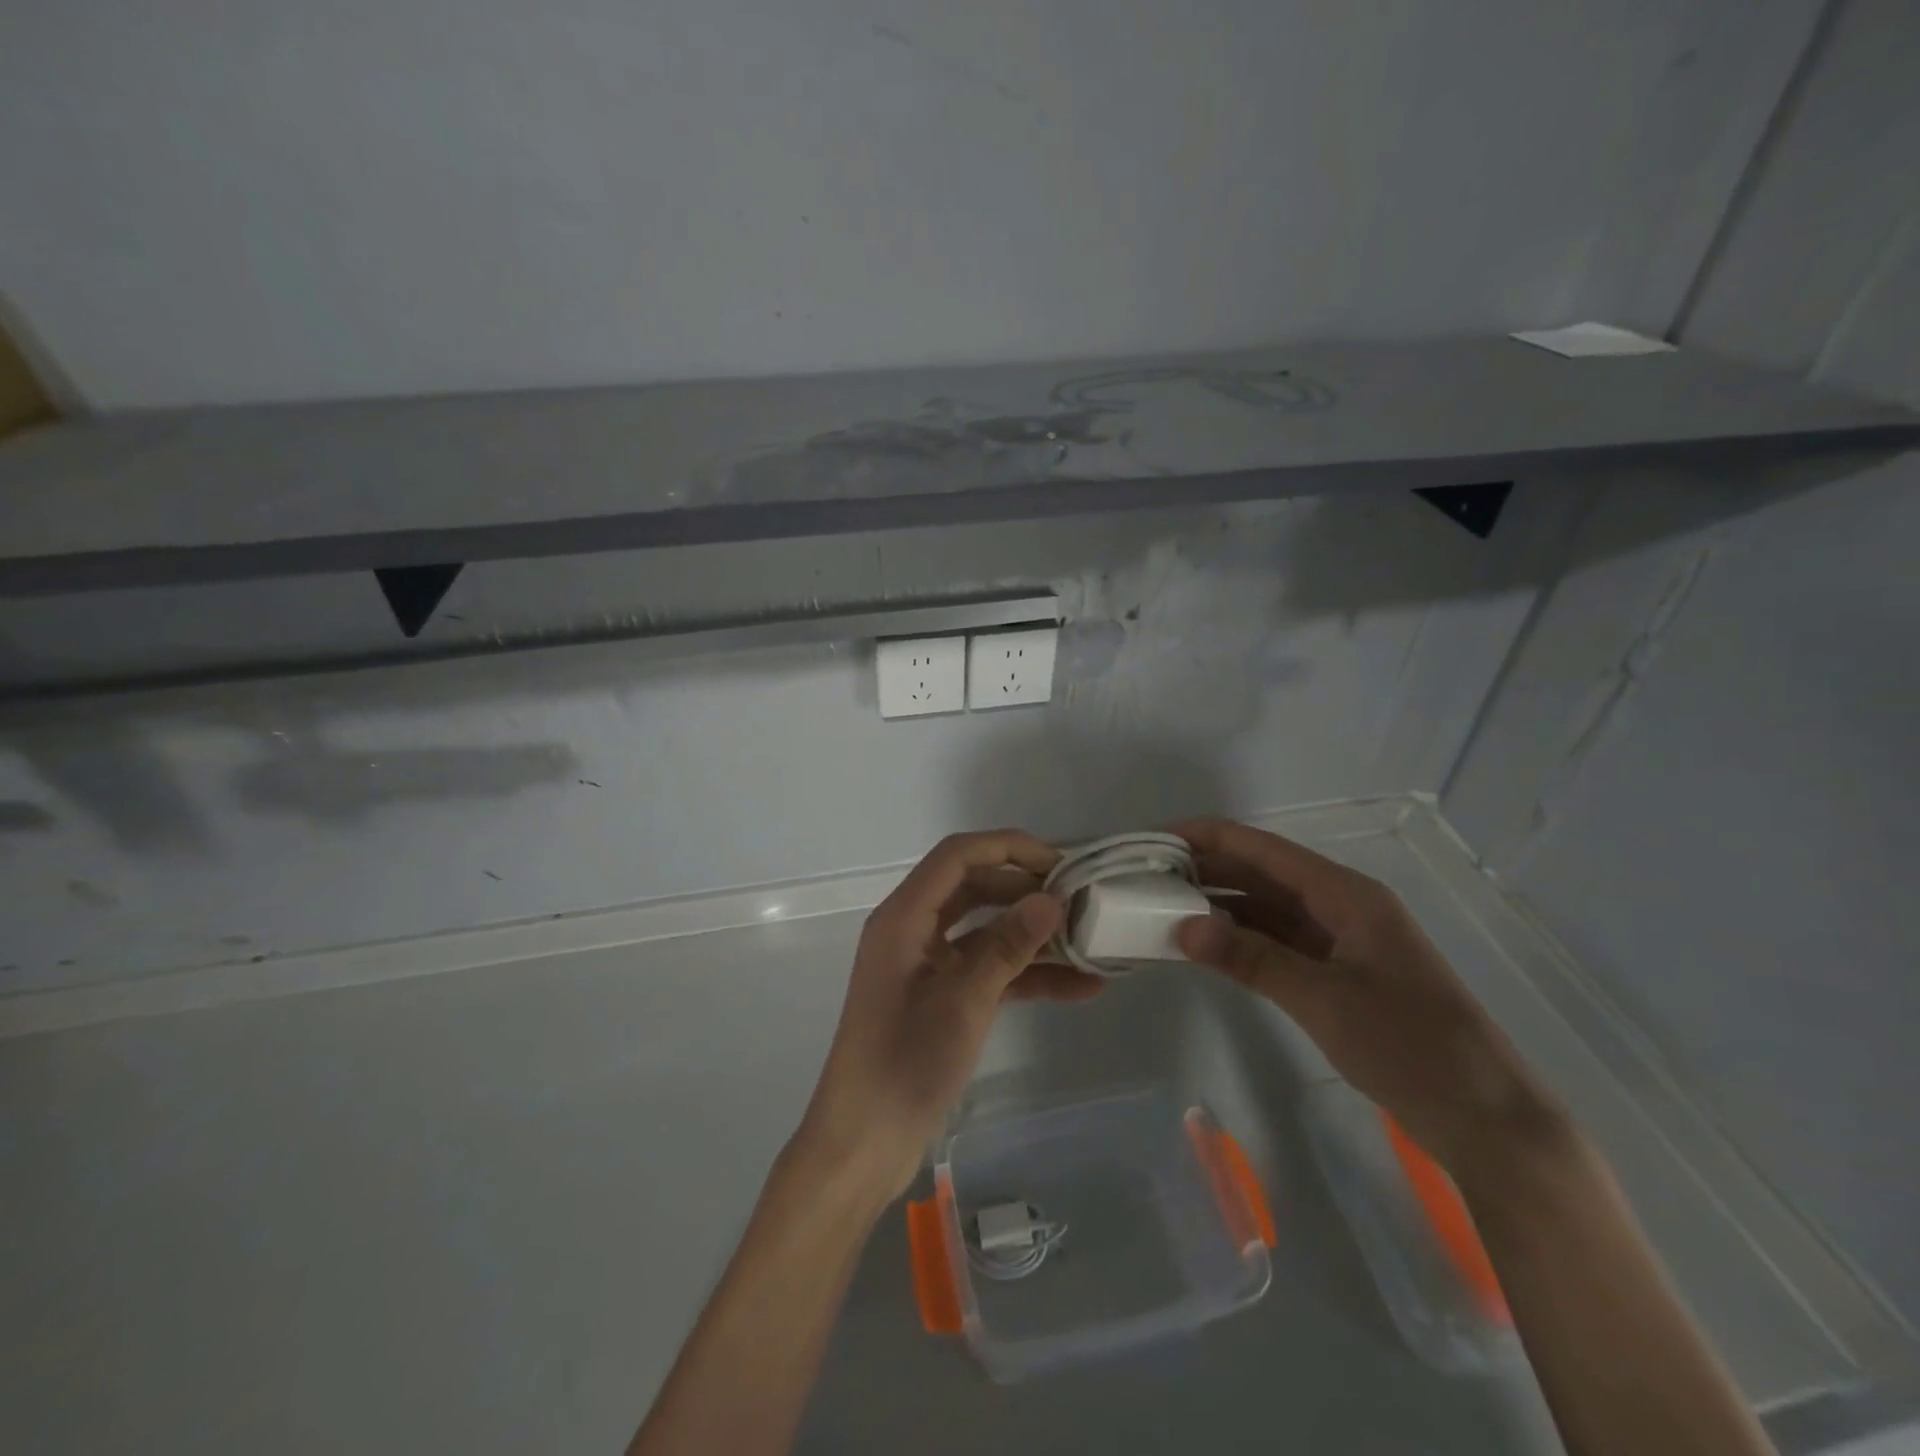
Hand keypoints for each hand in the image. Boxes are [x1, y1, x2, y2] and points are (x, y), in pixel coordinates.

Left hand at [794, 830, 1103, 1201]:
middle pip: (974, 887)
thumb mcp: (963, 1002)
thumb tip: (1051, 900)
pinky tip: (1078, 988)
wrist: (863, 1144)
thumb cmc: (904, 1064)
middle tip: (1079, 901)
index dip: (1009, 848)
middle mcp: (913, 930)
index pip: (958, 855)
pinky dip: (1026, 974)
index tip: (1060, 864)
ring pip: (986, 930)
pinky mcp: (941, 997)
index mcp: (904, 917)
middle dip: (1026, 890)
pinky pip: (987, 970)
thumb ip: (1007, 946)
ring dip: (1033, 935)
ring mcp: (927, 964)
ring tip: (1089, 942)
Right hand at [1173, 818, 1567, 1182]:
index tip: (1153, 840)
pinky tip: (1207, 944)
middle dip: (1205, 869)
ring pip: (1267, 908)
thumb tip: (1182, 927)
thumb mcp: (1323, 999)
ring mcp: (1341, 940)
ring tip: (1163, 904)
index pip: (1261, 848)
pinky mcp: (1338, 973)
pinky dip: (1242, 940)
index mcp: (1346, 893)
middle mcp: (1341, 905)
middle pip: (1261, 873)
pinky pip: (1278, 941)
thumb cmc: (1411, 1046)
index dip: (1206, 837)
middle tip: (1145, 876)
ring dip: (1220, 905)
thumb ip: (1250, 959)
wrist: (1487, 1119)